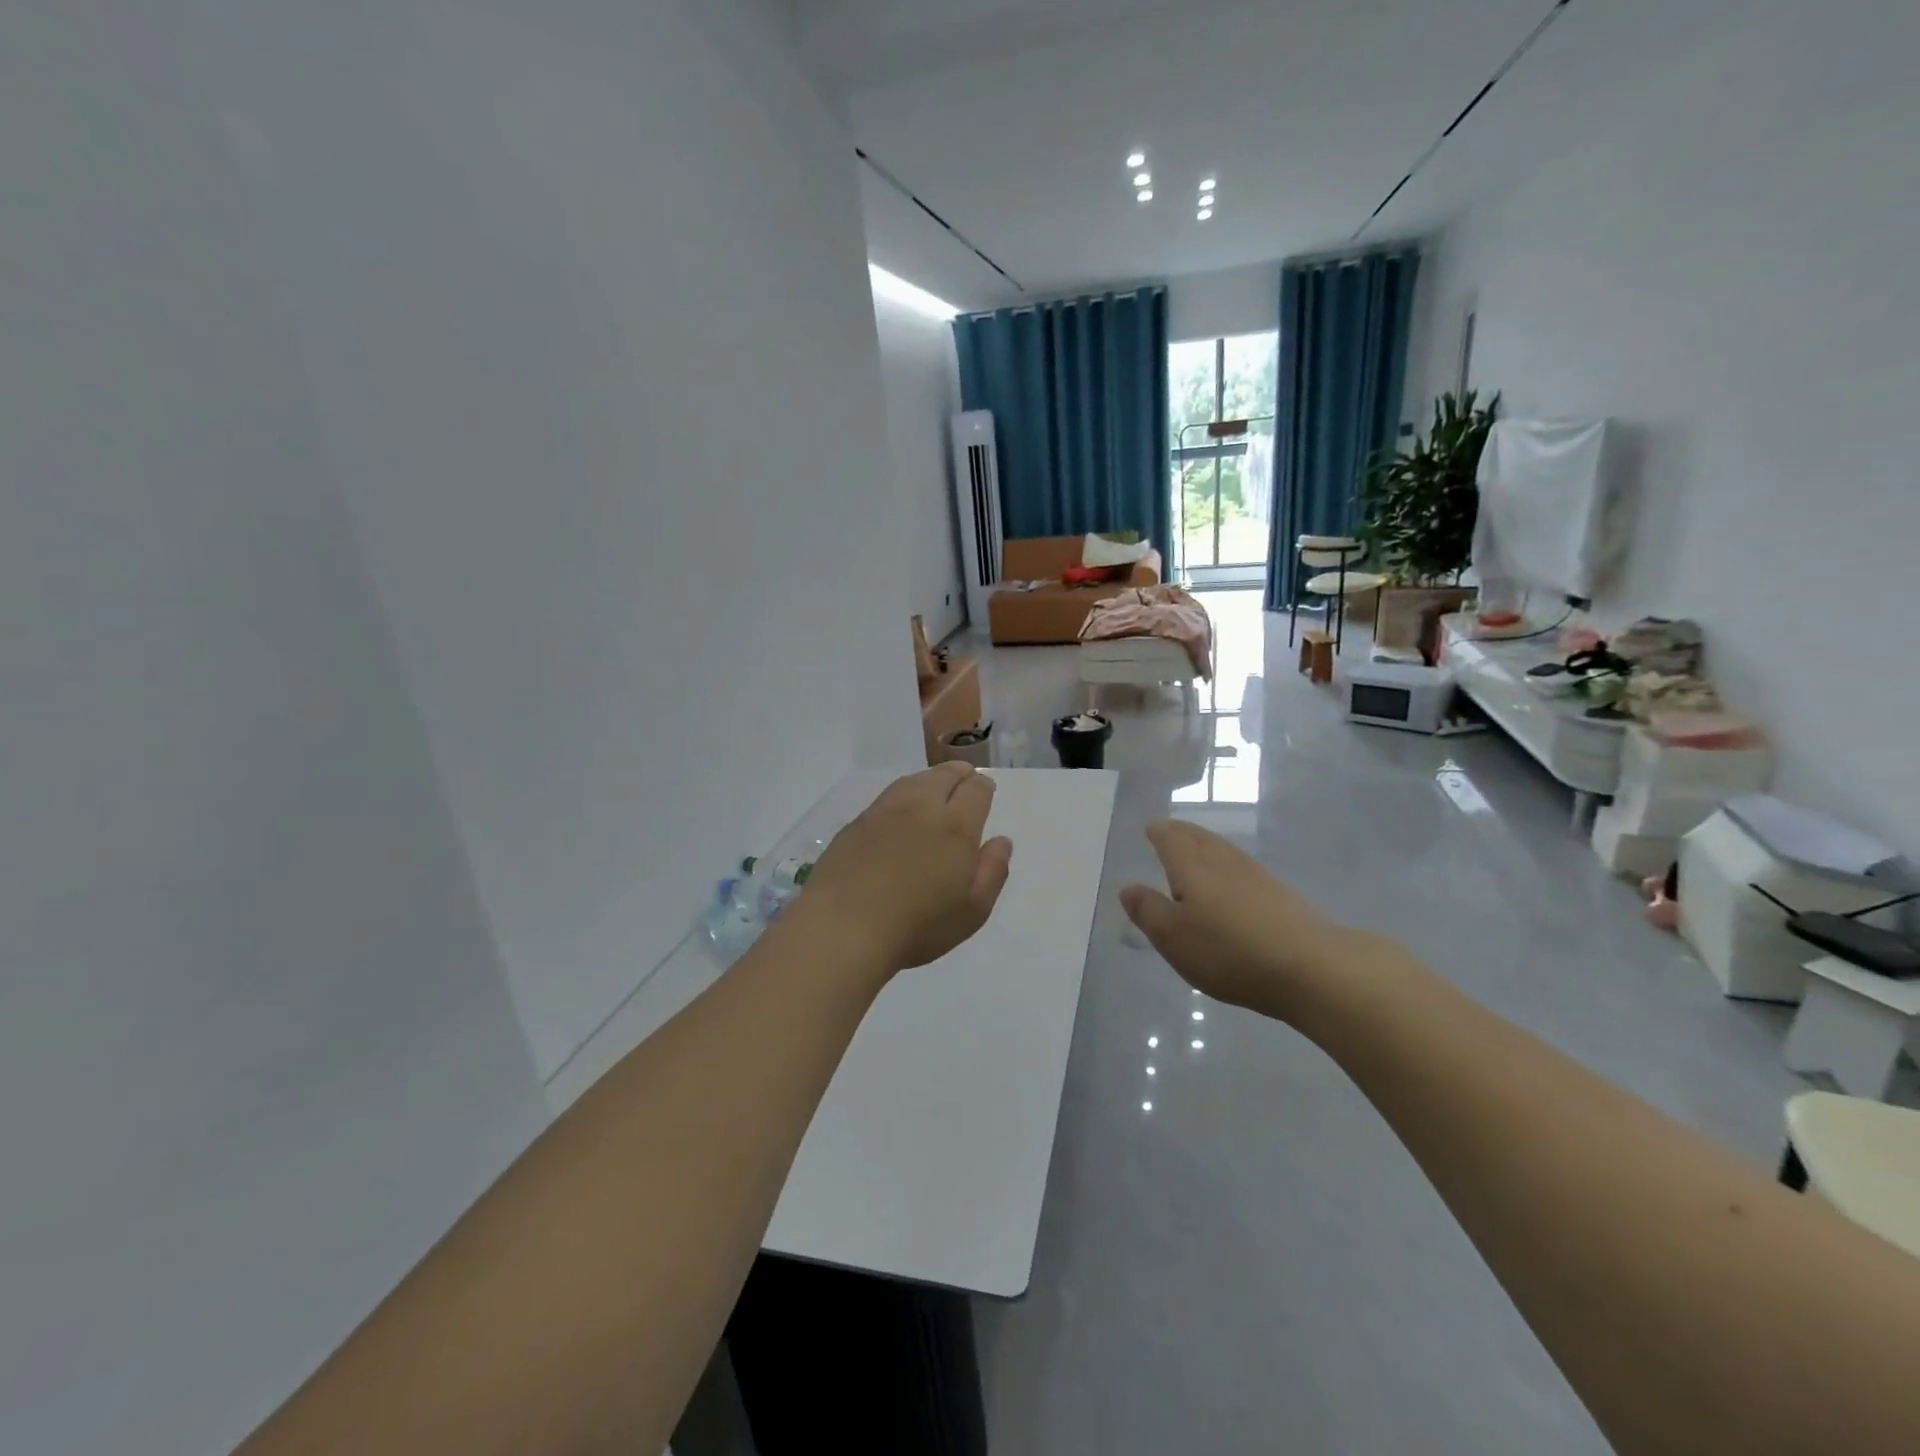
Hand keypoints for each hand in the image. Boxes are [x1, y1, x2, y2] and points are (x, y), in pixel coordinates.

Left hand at [800, 763, 1013, 977]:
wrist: (844, 927)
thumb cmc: (917, 925)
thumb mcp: (972, 910)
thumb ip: (992, 871)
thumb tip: (1001, 841)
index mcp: (956, 826)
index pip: (975, 790)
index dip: (983, 787)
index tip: (985, 790)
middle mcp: (921, 807)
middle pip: (944, 775)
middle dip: (959, 774)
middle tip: (964, 777)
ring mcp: (884, 811)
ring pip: (914, 780)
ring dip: (930, 778)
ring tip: (935, 785)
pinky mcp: (856, 823)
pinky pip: (887, 796)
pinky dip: (903, 793)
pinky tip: (901, 808)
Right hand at [1120, 820, 1374, 1020]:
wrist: (1311, 967)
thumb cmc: (1229, 951)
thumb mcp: (1174, 938)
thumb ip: (1148, 911)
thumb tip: (1128, 887)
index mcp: (1192, 866)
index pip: (1171, 838)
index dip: (1159, 832)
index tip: (1151, 828)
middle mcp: (1223, 861)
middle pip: (1199, 837)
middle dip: (1181, 832)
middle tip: (1169, 831)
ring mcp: (1256, 876)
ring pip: (1223, 850)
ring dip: (1206, 845)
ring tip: (1195, 851)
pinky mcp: (1280, 894)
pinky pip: (1242, 868)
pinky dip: (1227, 866)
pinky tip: (1230, 882)